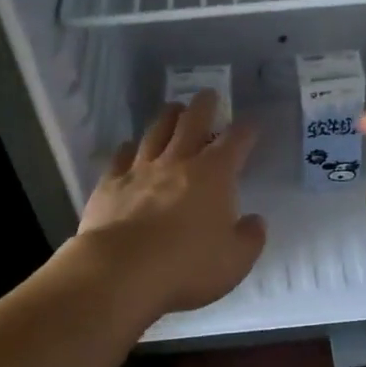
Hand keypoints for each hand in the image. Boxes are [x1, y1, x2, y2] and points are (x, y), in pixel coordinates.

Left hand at [72, 90, 265, 315]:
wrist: (122, 272)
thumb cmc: (187, 266)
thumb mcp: (236, 260)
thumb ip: (250, 238)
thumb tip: (255, 221)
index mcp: (214, 175)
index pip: (236, 141)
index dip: (247, 130)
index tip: (252, 124)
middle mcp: (178, 162)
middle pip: (192, 123)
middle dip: (204, 106)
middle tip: (209, 95)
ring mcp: (140, 170)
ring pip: (155, 132)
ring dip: (167, 117)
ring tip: (174, 109)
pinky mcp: (110, 184)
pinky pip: (120, 156)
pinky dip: (129, 148)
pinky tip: (130, 146)